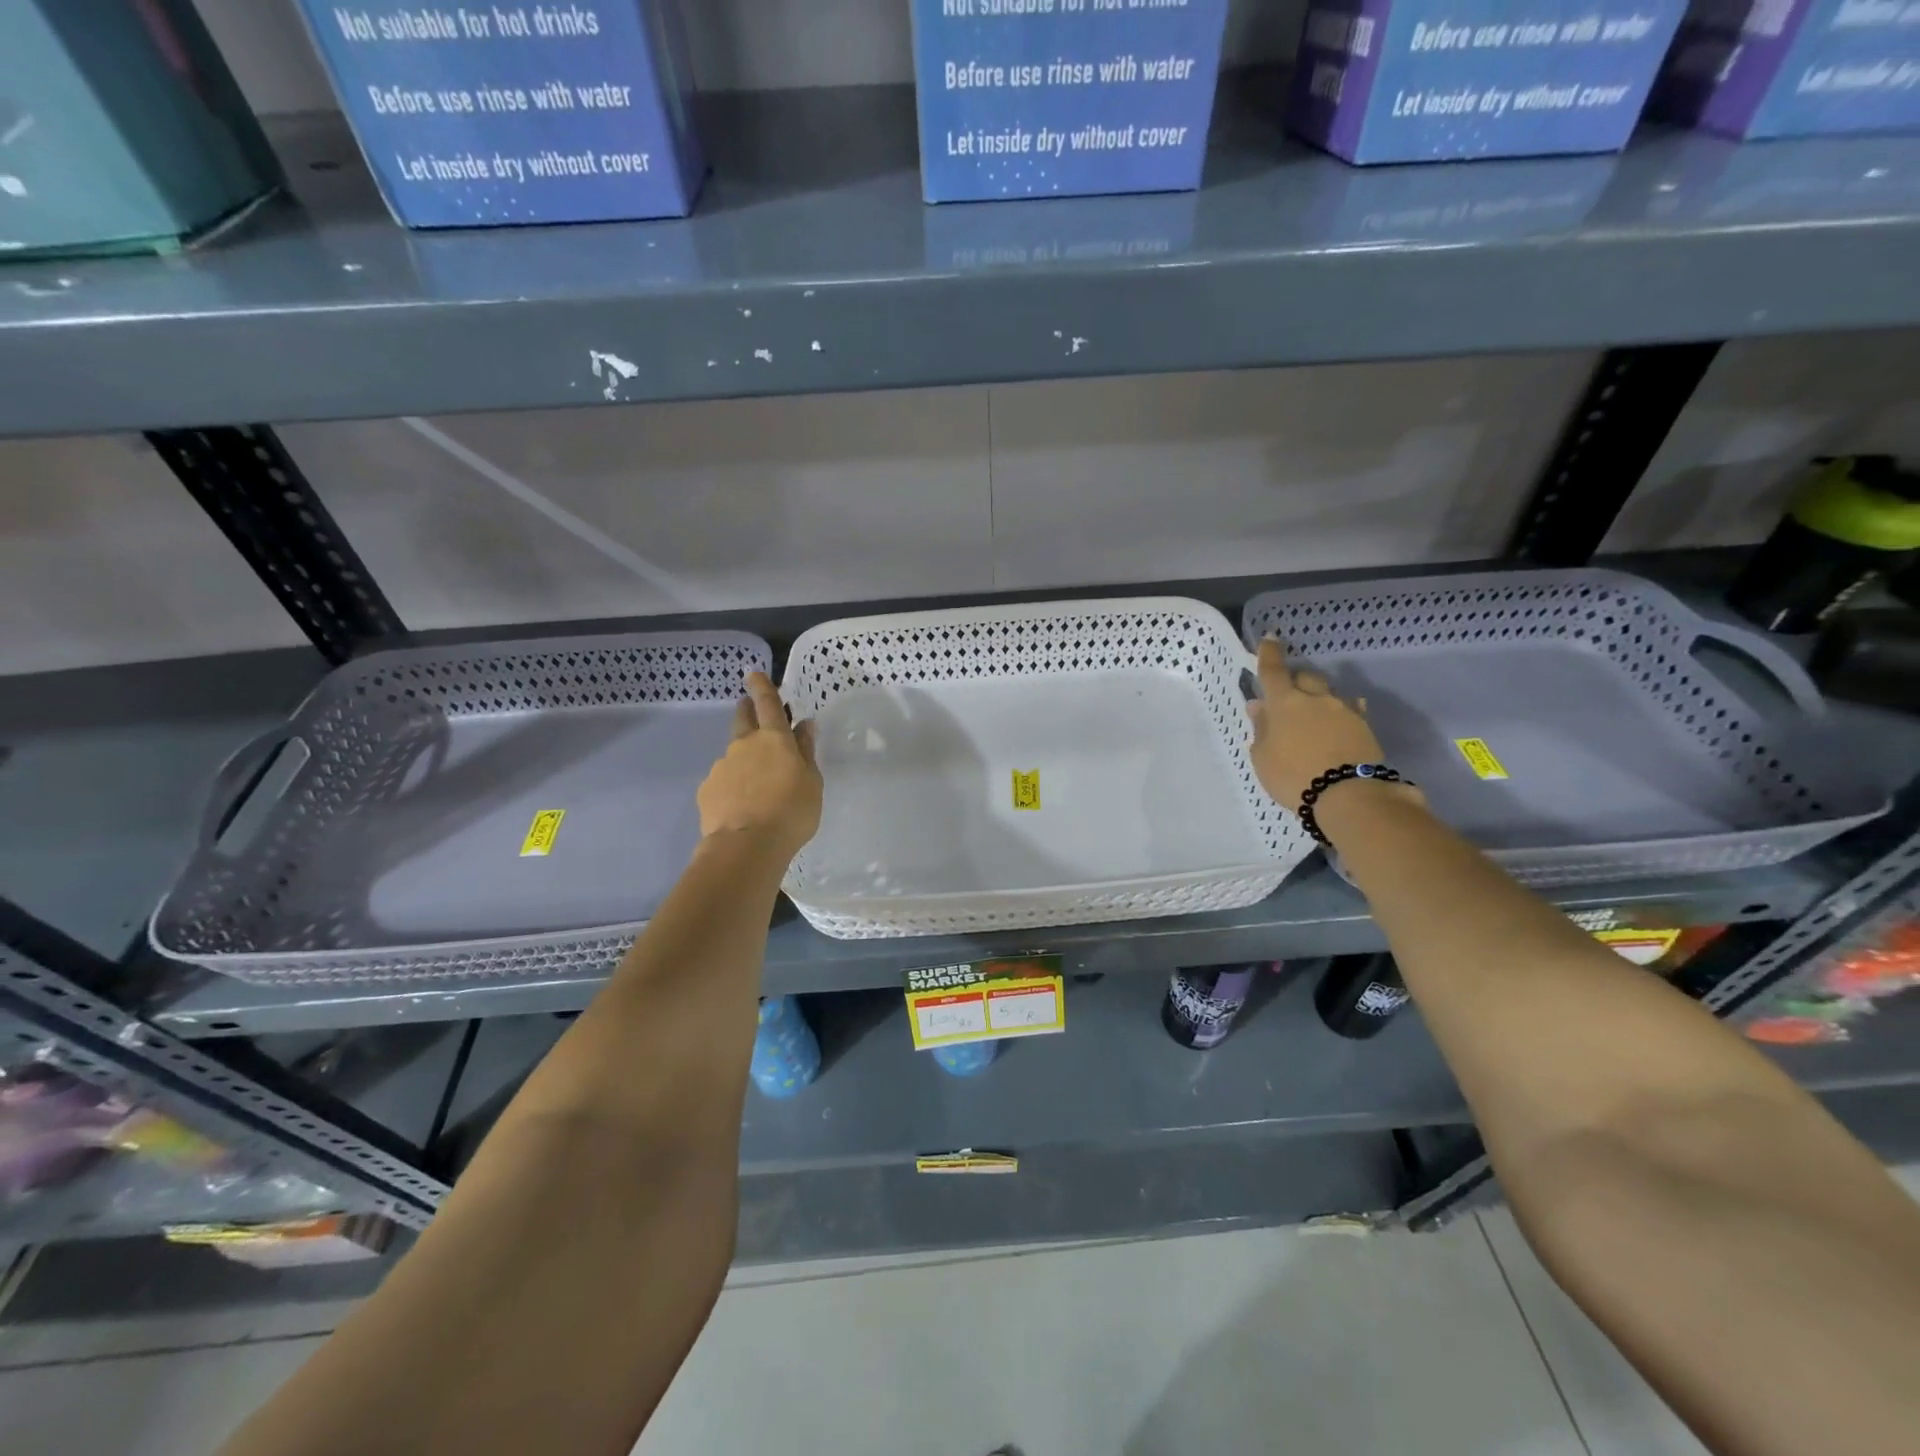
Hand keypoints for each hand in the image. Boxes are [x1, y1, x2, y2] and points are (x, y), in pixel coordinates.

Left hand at [696, 671, 821, 859]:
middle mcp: (744, 745)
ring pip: (733, 753)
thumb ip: (806, 751)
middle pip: (742, 718)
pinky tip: (741, 805)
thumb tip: (804, 725)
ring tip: (756, 784)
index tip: (754, 673)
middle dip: (746, 710)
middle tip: (752, 712)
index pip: (767, 703)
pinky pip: (723, 780)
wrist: (748, 846)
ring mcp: (721, 766)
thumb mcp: (812, 781)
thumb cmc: (791, 811)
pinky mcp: (707, 790)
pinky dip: (732, 785)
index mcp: (774, 738)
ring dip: (743, 758)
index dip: (762, 686)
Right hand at [1246, 638, 1387, 810]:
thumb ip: (1261, 729)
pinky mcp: (1364, 726)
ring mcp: (1344, 710)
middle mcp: (1315, 699)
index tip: (1270, 638)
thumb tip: (1259, 706)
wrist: (1348, 795)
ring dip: (1319, 698)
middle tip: (1288, 694)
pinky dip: (1342, 712)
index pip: (1273, 670)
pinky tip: (1340, 723)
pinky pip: (1351, 710)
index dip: (1269, 653)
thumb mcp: (1263, 757)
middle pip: (1305, 677)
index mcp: (1285, 703)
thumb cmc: (1293, 777)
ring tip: (1315, 715)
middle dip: (1296, 680)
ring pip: (1329, 693)